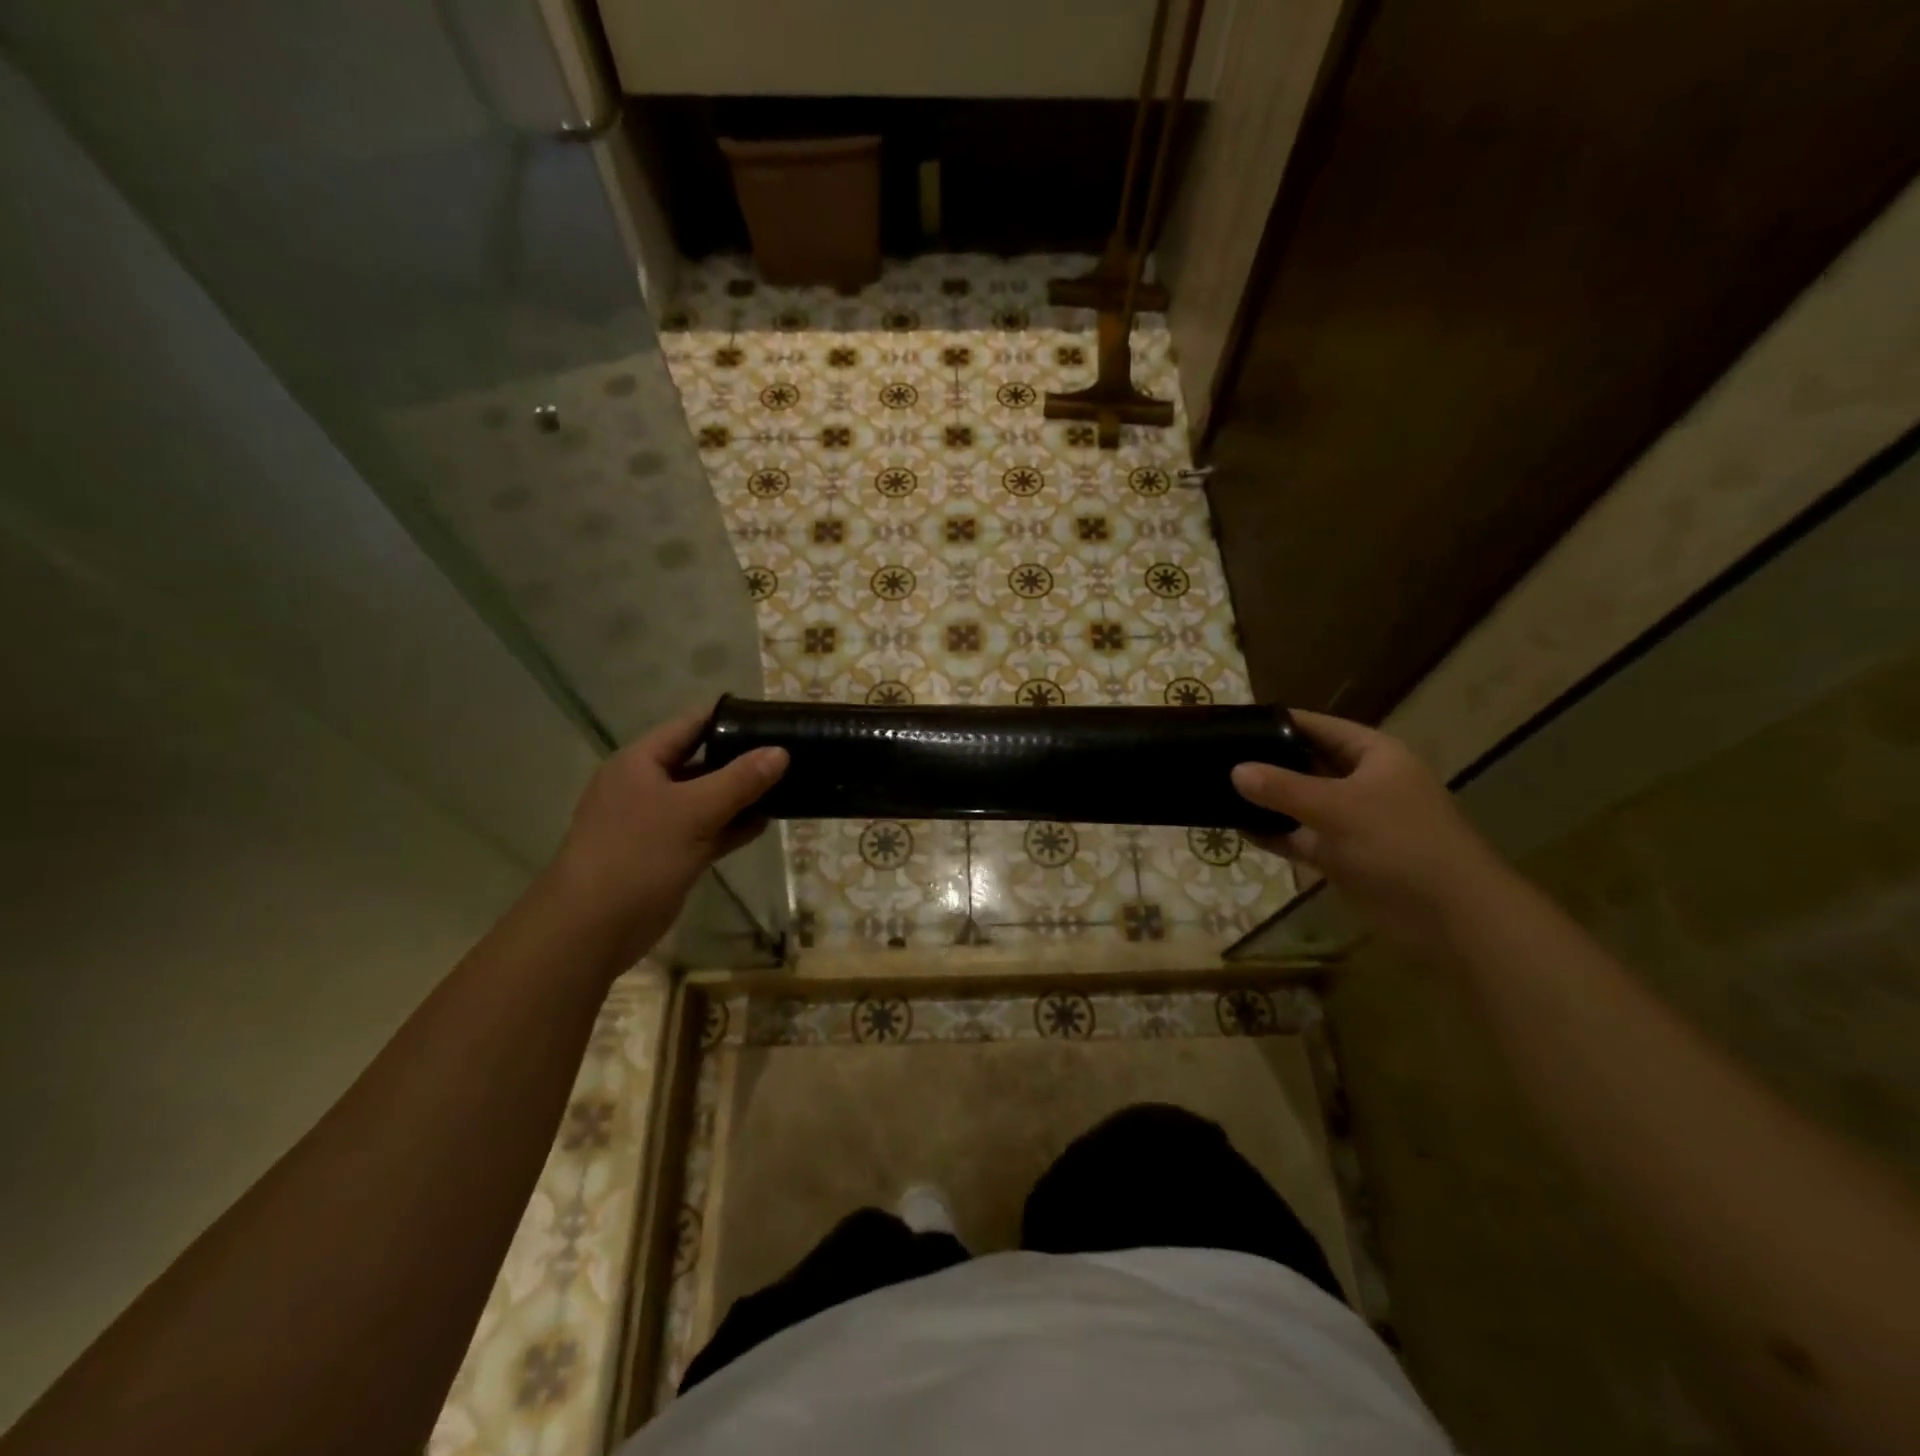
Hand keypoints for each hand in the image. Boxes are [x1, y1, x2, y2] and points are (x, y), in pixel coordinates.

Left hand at [546, 706, 787, 965]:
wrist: (592, 929)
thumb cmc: (638, 855)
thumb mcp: (693, 811)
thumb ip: (740, 780)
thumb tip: (780, 751)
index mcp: (642, 761)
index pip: (691, 724)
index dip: (731, 718)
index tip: (773, 717)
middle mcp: (648, 785)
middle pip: (702, 760)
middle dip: (743, 758)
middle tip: (791, 752)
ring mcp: (657, 821)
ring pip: (708, 798)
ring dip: (742, 795)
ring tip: (788, 785)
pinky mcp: (669, 853)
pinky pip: (707, 829)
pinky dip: (733, 826)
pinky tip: (766, 822)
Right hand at [1231, 710, 1505, 940]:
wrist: (1451, 916)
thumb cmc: (1400, 844)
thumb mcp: (1337, 807)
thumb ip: (1282, 787)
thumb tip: (1235, 770)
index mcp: (1374, 756)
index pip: (1319, 727)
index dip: (1280, 722)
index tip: (1236, 722)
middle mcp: (1362, 782)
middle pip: (1307, 763)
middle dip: (1267, 762)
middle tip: (1217, 758)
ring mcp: (1353, 821)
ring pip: (1301, 803)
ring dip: (1268, 801)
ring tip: (1219, 791)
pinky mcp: (1343, 856)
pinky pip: (1302, 837)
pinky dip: (1276, 834)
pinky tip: (1240, 830)